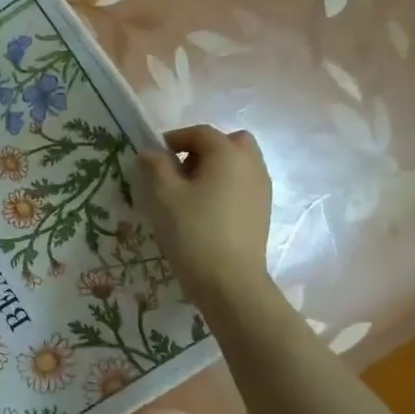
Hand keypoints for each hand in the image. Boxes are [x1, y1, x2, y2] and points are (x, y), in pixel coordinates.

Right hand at [138, 125, 273, 312]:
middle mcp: (251, 164)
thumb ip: (155, 166)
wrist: (229, 281)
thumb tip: (151, 152)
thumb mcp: (164, 196)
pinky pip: (244, 184)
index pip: (201, 133)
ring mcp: (261, 188)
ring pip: (239, 163)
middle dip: (203, 149)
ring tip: (191, 192)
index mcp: (227, 153)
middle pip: (229, 142)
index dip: (176, 138)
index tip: (155, 155)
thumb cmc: (193, 232)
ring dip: (216, 167)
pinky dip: (226, 185)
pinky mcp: (263, 210)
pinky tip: (207, 210)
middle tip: (180, 170)